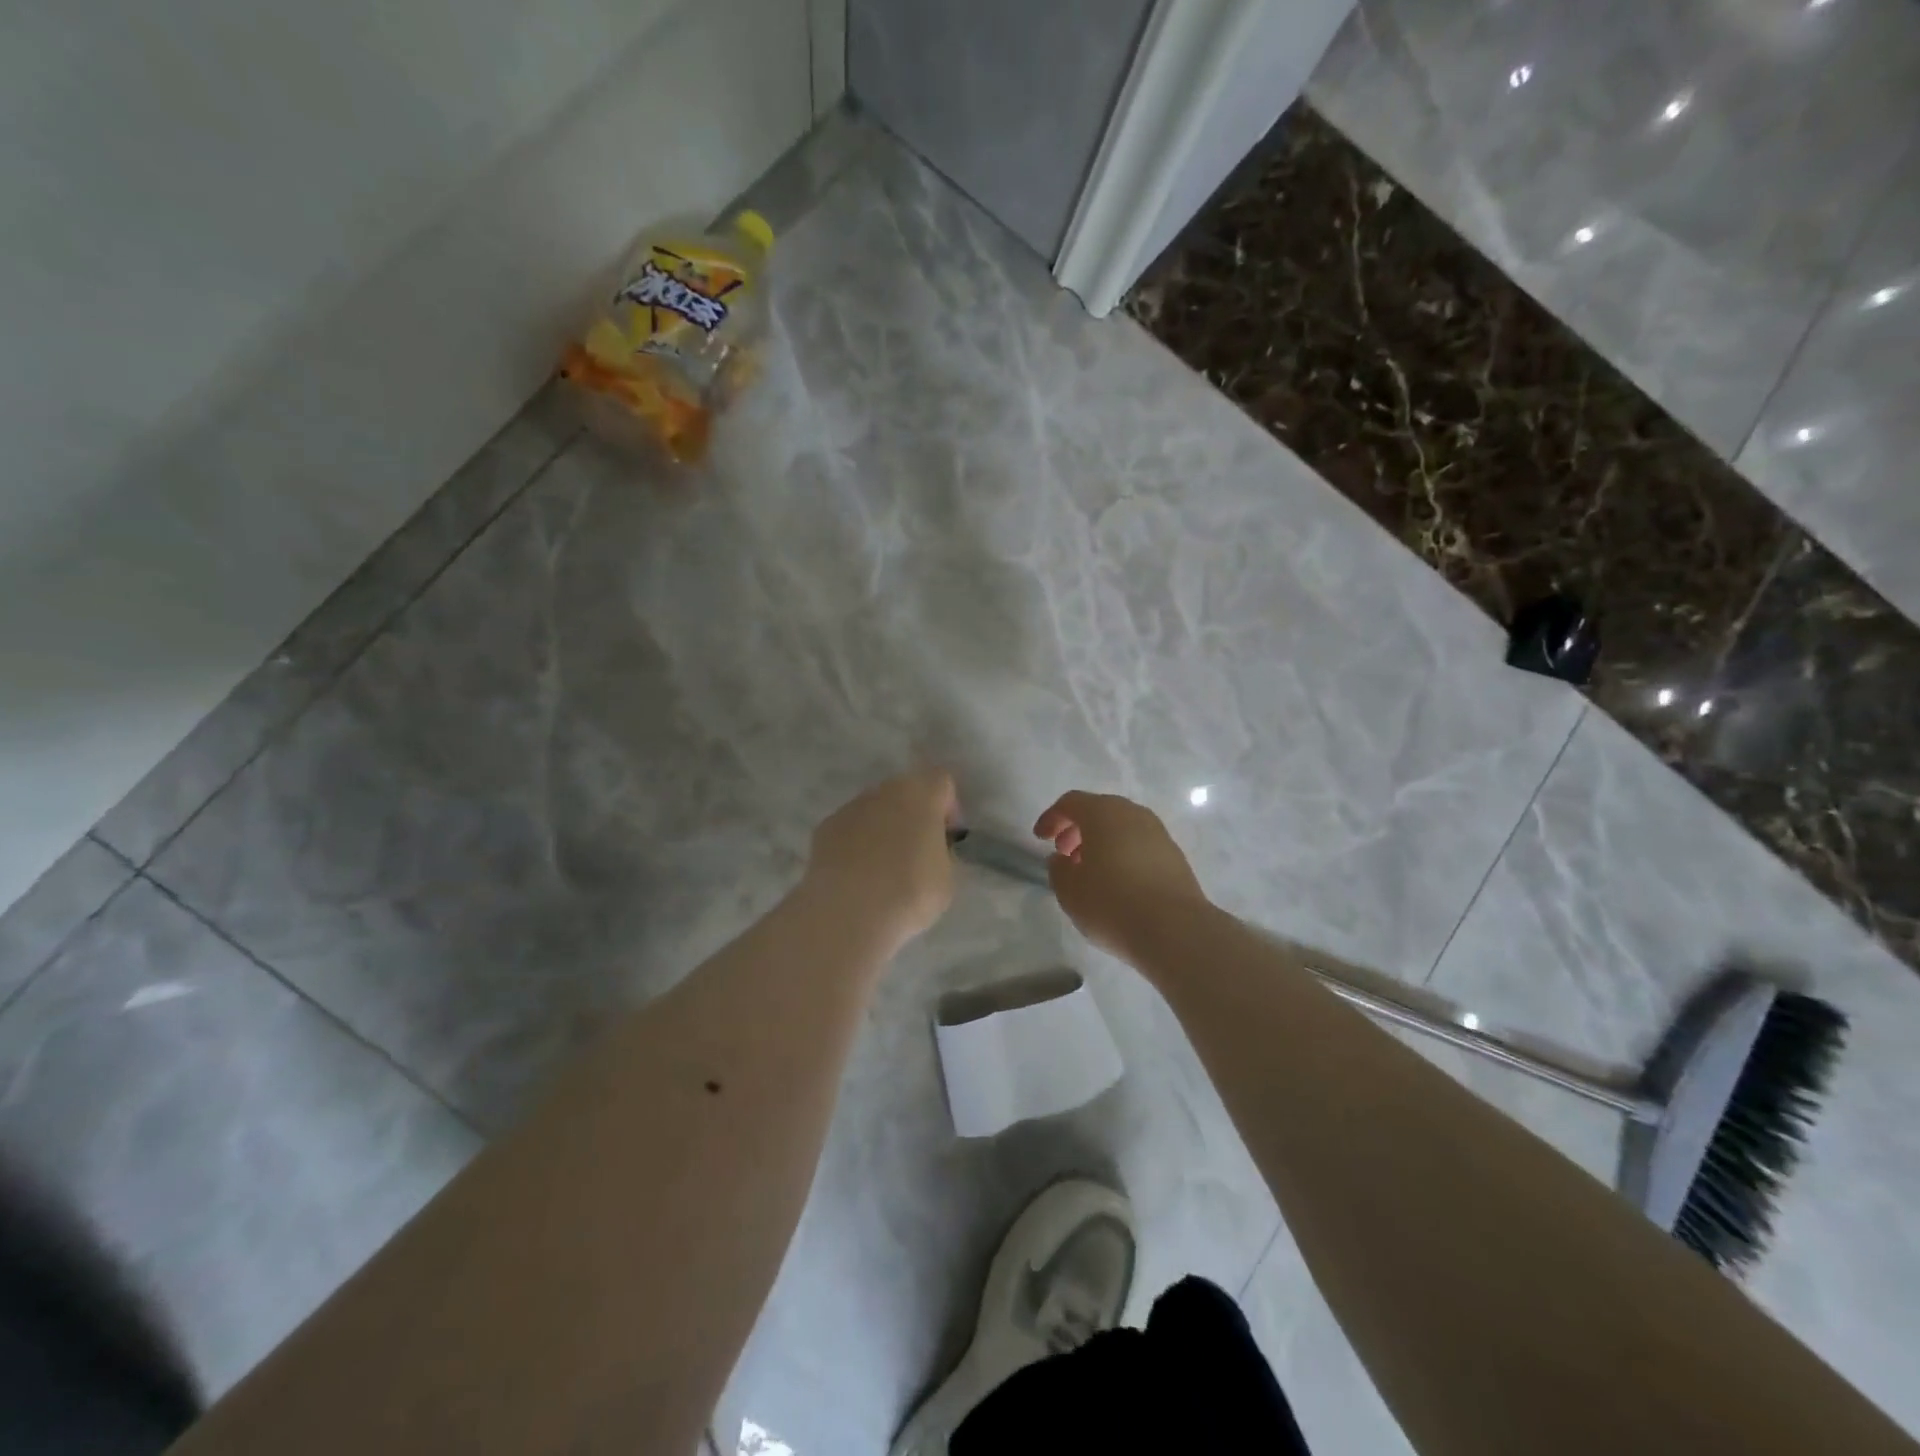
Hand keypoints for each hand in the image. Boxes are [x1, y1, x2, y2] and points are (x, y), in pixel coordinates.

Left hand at [804, 769, 958, 952]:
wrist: (848, 912)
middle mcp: (884, 791)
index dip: (948, 807)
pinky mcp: (824, 829)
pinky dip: (856, 843)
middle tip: (918, 851)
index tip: (948, 837)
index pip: (942, 782)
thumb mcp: (947, 877)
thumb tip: (932, 850)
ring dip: (884, 828)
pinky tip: (858, 875)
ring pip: (875, 809)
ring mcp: (850, 807)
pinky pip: (850, 829)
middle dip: (914, 815)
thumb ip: (942, 853)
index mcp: (920, 794)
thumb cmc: (910, 892)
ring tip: (885, 867)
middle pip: (906, 791)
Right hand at [1033, 791, 1211, 962]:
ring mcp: (1158, 833)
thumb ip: (1058, 870)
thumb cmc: (1112, 903)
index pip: (1071, 803)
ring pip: (1122, 827)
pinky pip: (1140, 845)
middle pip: (1099, 811)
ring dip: (1101, 843)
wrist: (1175, 930)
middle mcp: (1133, 814)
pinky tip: (1118, 883)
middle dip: (1077, 829)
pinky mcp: (1175, 856)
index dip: (1051, 818)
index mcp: (1103, 813)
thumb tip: (1062, 859)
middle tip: (1064, 854)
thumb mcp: (1070, 891)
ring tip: (1090, 872)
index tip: (1040, 839)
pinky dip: (1123, 854)